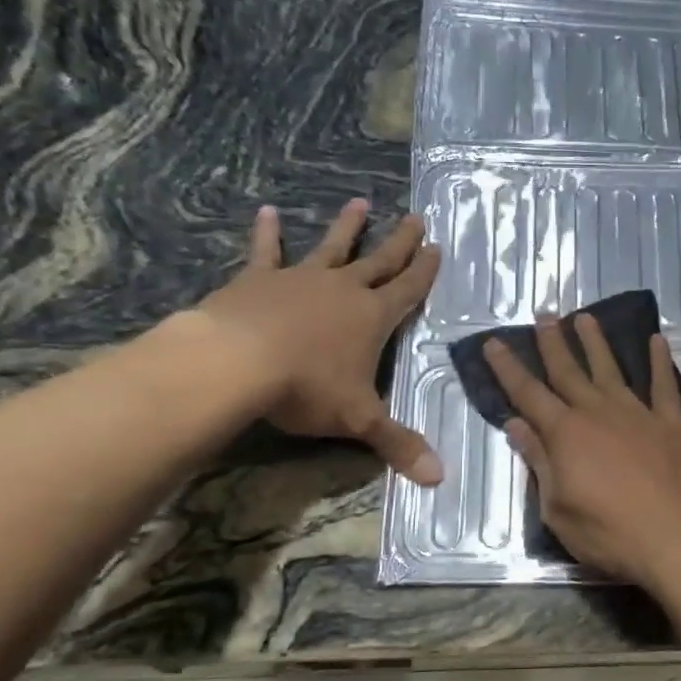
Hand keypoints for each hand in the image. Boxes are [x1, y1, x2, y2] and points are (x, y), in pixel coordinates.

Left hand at [195, 198, 443, 484]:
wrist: (239, 362)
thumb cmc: (308, 388)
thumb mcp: (359, 420)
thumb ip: (398, 444)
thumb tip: (440, 478)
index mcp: (373, 318)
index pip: (408, 290)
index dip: (425, 271)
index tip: (437, 247)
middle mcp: (344, 290)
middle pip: (379, 261)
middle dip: (400, 241)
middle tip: (416, 217)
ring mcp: (301, 279)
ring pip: (332, 247)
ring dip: (348, 227)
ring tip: (360, 202)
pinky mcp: (259, 279)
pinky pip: (267, 251)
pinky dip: (268, 232)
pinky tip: (267, 211)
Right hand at [484, 312, 680, 586]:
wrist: (679, 541)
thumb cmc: (610, 534)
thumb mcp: (558, 509)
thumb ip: (539, 462)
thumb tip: (517, 424)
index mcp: (565, 434)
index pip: (528, 393)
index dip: (508, 368)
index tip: (494, 342)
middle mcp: (598, 412)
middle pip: (569, 371)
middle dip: (552, 343)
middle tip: (544, 315)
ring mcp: (638, 414)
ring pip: (611, 369)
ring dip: (596, 342)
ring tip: (584, 318)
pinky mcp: (672, 424)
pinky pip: (664, 385)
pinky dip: (660, 362)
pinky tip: (657, 340)